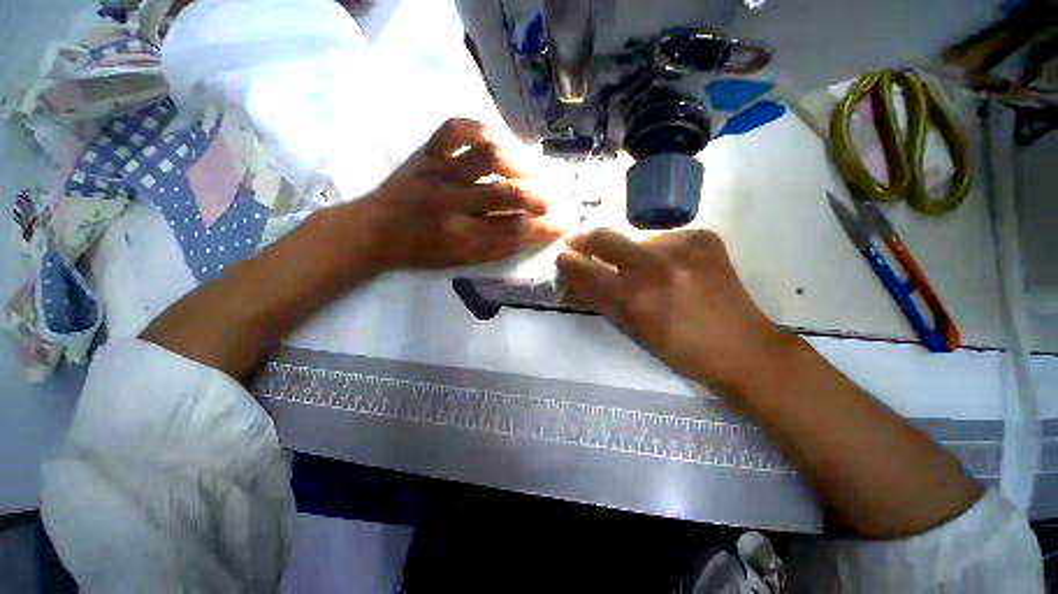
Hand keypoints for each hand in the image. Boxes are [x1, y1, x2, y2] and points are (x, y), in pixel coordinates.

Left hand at [358, 118, 562, 269]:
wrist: (373, 230)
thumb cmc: (419, 253)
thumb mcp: (459, 262)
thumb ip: (495, 249)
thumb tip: (528, 235)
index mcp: (460, 237)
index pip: (514, 232)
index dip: (542, 229)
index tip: (562, 225)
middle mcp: (452, 203)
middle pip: (508, 195)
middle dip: (538, 199)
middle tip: (549, 203)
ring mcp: (439, 171)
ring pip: (489, 157)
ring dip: (519, 164)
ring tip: (529, 172)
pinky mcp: (428, 152)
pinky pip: (457, 128)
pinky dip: (482, 128)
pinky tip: (497, 141)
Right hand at [556, 228, 787, 391]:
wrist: (742, 348)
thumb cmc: (680, 349)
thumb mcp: (632, 330)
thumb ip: (600, 299)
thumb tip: (577, 274)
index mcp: (634, 298)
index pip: (586, 270)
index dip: (568, 261)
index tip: (562, 256)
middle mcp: (655, 265)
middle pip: (604, 237)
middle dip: (586, 240)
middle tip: (579, 243)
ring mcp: (683, 246)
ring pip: (636, 238)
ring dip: (630, 251)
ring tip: (645, 270)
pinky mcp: (704, 237)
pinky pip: (665, 238)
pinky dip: (659, 250)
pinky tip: (673, 268)